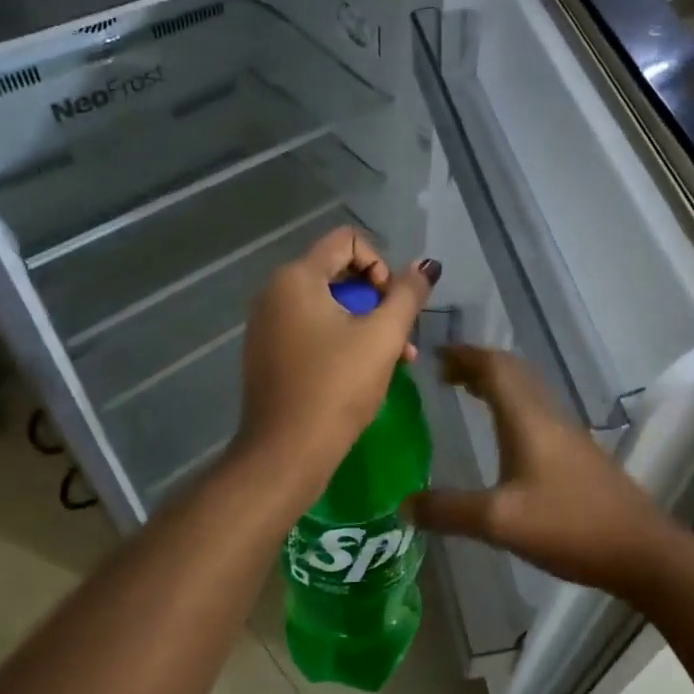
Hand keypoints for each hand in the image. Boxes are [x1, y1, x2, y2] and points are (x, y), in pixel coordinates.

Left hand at [232, 227, 437, 496]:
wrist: (285, 453)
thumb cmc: (336, 387)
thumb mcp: (383, 337)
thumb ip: (407, 295)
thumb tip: (425, 266)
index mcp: (296, 277)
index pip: (347, 240)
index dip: (380, 263)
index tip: (392, 303)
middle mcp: (274, 292)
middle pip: (339, 273)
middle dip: (378, 300)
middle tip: (401, 337)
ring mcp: (267, 324)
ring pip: (329, 305)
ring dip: (366, 324)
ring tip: (397, 360)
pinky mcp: (268, 352)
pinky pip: (311, 328)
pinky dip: (341, 339)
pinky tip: (366, 371)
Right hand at [407, 346, 684, 597]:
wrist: (640, 550)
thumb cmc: (568, 526)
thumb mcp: (499, 522)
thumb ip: (449, 511)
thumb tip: (402, 505)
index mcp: (528, 418)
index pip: (494, 367)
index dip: (465, 355)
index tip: (435, 354)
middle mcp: (548, 415)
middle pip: (512, 372)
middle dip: (478, 365)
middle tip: (445, 372)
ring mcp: (567, 433)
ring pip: (527, 390)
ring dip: (497, 383)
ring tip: (468, 392)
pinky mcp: (578, 454)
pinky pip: (537, 411)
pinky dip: (512, 405)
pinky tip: (505, 434)